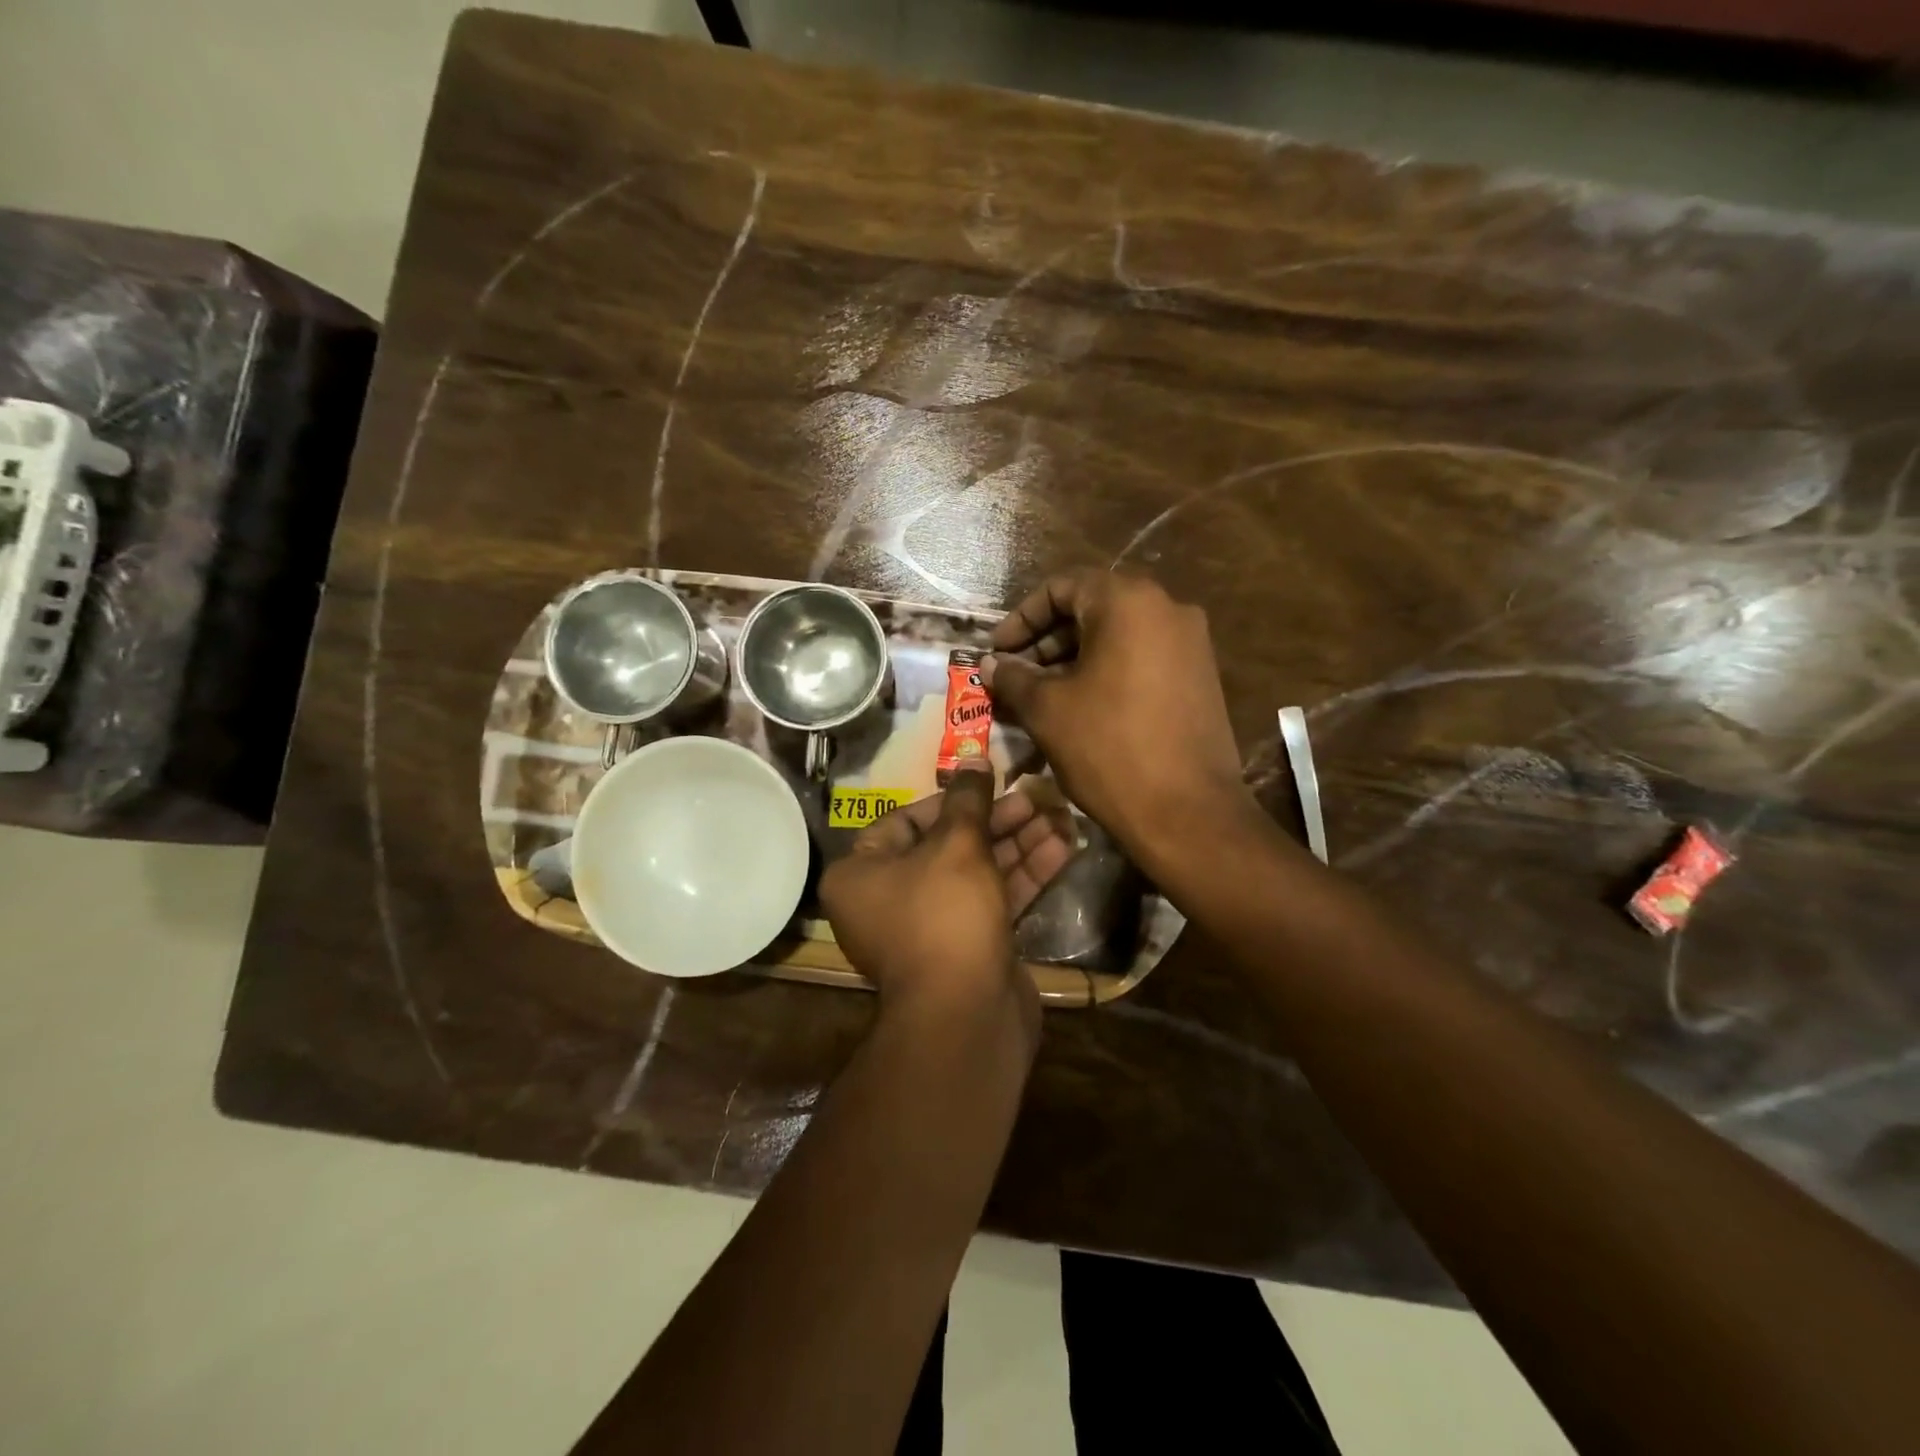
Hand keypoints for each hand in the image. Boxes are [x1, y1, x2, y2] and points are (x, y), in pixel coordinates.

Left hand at [820, 768, 1069, 1030]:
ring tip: (1061, 816)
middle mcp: (889, 899)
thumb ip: (968, 800)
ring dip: (1019, 844)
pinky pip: (994, 900)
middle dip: (996, 821)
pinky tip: (1064, 849)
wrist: (966, 1017)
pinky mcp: (969, 946)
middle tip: (1037, 797)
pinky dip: (1024, 876)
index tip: (989, 783)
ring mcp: (932, 927)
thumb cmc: (945, 915)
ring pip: (977, 873)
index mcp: (861, 874)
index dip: (950, 800)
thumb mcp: (958, 846)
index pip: (905, 821)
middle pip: (948, 845)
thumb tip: (972, 758)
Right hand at [982, 571, 1252, 868]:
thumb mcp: (1047, 710)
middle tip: (1013, 676)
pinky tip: (1079, 708)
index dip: (1020, 618)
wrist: (1188, 812)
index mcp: (1128, 602)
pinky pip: (1141, 659)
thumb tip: (991, 663)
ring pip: (1117, 637)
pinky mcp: (1200, 677)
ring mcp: (1190, 644)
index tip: (996, 651)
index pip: (1061, 588)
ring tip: (1039, 696)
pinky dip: (1105, 673)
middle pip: (1091, 610)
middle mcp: (1167, 609)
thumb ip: (1014, 678)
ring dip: (1072, 660)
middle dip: (1045, 641)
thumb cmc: (1109, 749)